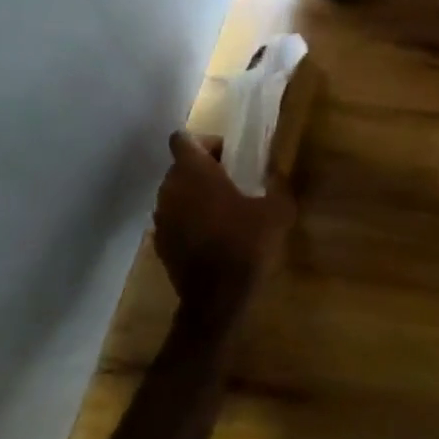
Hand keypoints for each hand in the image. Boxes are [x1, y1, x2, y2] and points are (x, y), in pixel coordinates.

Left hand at [153, 131, 294, 335]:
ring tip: (223, 211)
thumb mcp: (277, 211)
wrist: (217, 299)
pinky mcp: (160, 243)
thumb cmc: (246, 245)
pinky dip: (188, 219)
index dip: (205, 142)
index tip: (228, 156)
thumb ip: (278, 185)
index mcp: (195, 173)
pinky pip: (173, 218)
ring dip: (195, 194)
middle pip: (180, 165)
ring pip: (175, 192)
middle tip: (233, 182)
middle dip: (203, 168)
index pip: (183, 139)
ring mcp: (161, 218)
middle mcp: (170, 189)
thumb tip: (277, 174)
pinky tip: (213, 236)